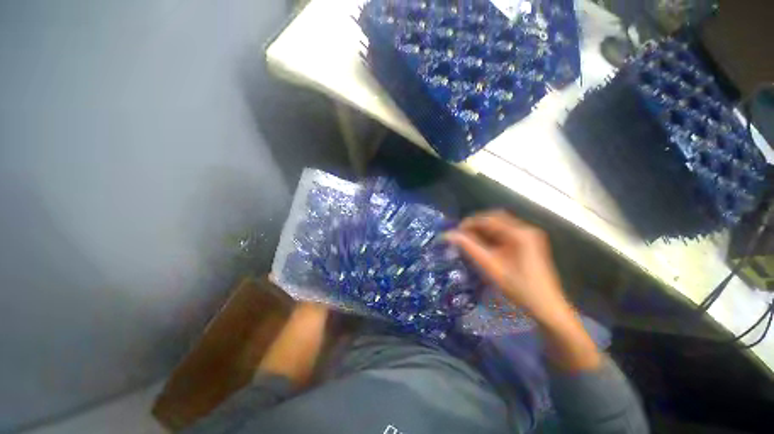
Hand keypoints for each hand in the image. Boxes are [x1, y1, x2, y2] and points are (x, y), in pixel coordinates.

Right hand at [445, 210, 570, 324]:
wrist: (547, 308)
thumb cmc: (519, 288)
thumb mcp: (491, 267)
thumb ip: (469, 248)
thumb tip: (448, 235)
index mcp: (519, 233)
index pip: (488, 219)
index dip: (469, 223)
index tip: (455, 232)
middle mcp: (526, 229)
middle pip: (495, 218)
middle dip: (476, 225)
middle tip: (461, 235)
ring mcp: (529, 236)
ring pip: (500, 225)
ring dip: (483, 230)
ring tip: (469, 240)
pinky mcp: (528, 243)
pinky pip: (505, 232)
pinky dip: (492, 236)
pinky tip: (483, 245)